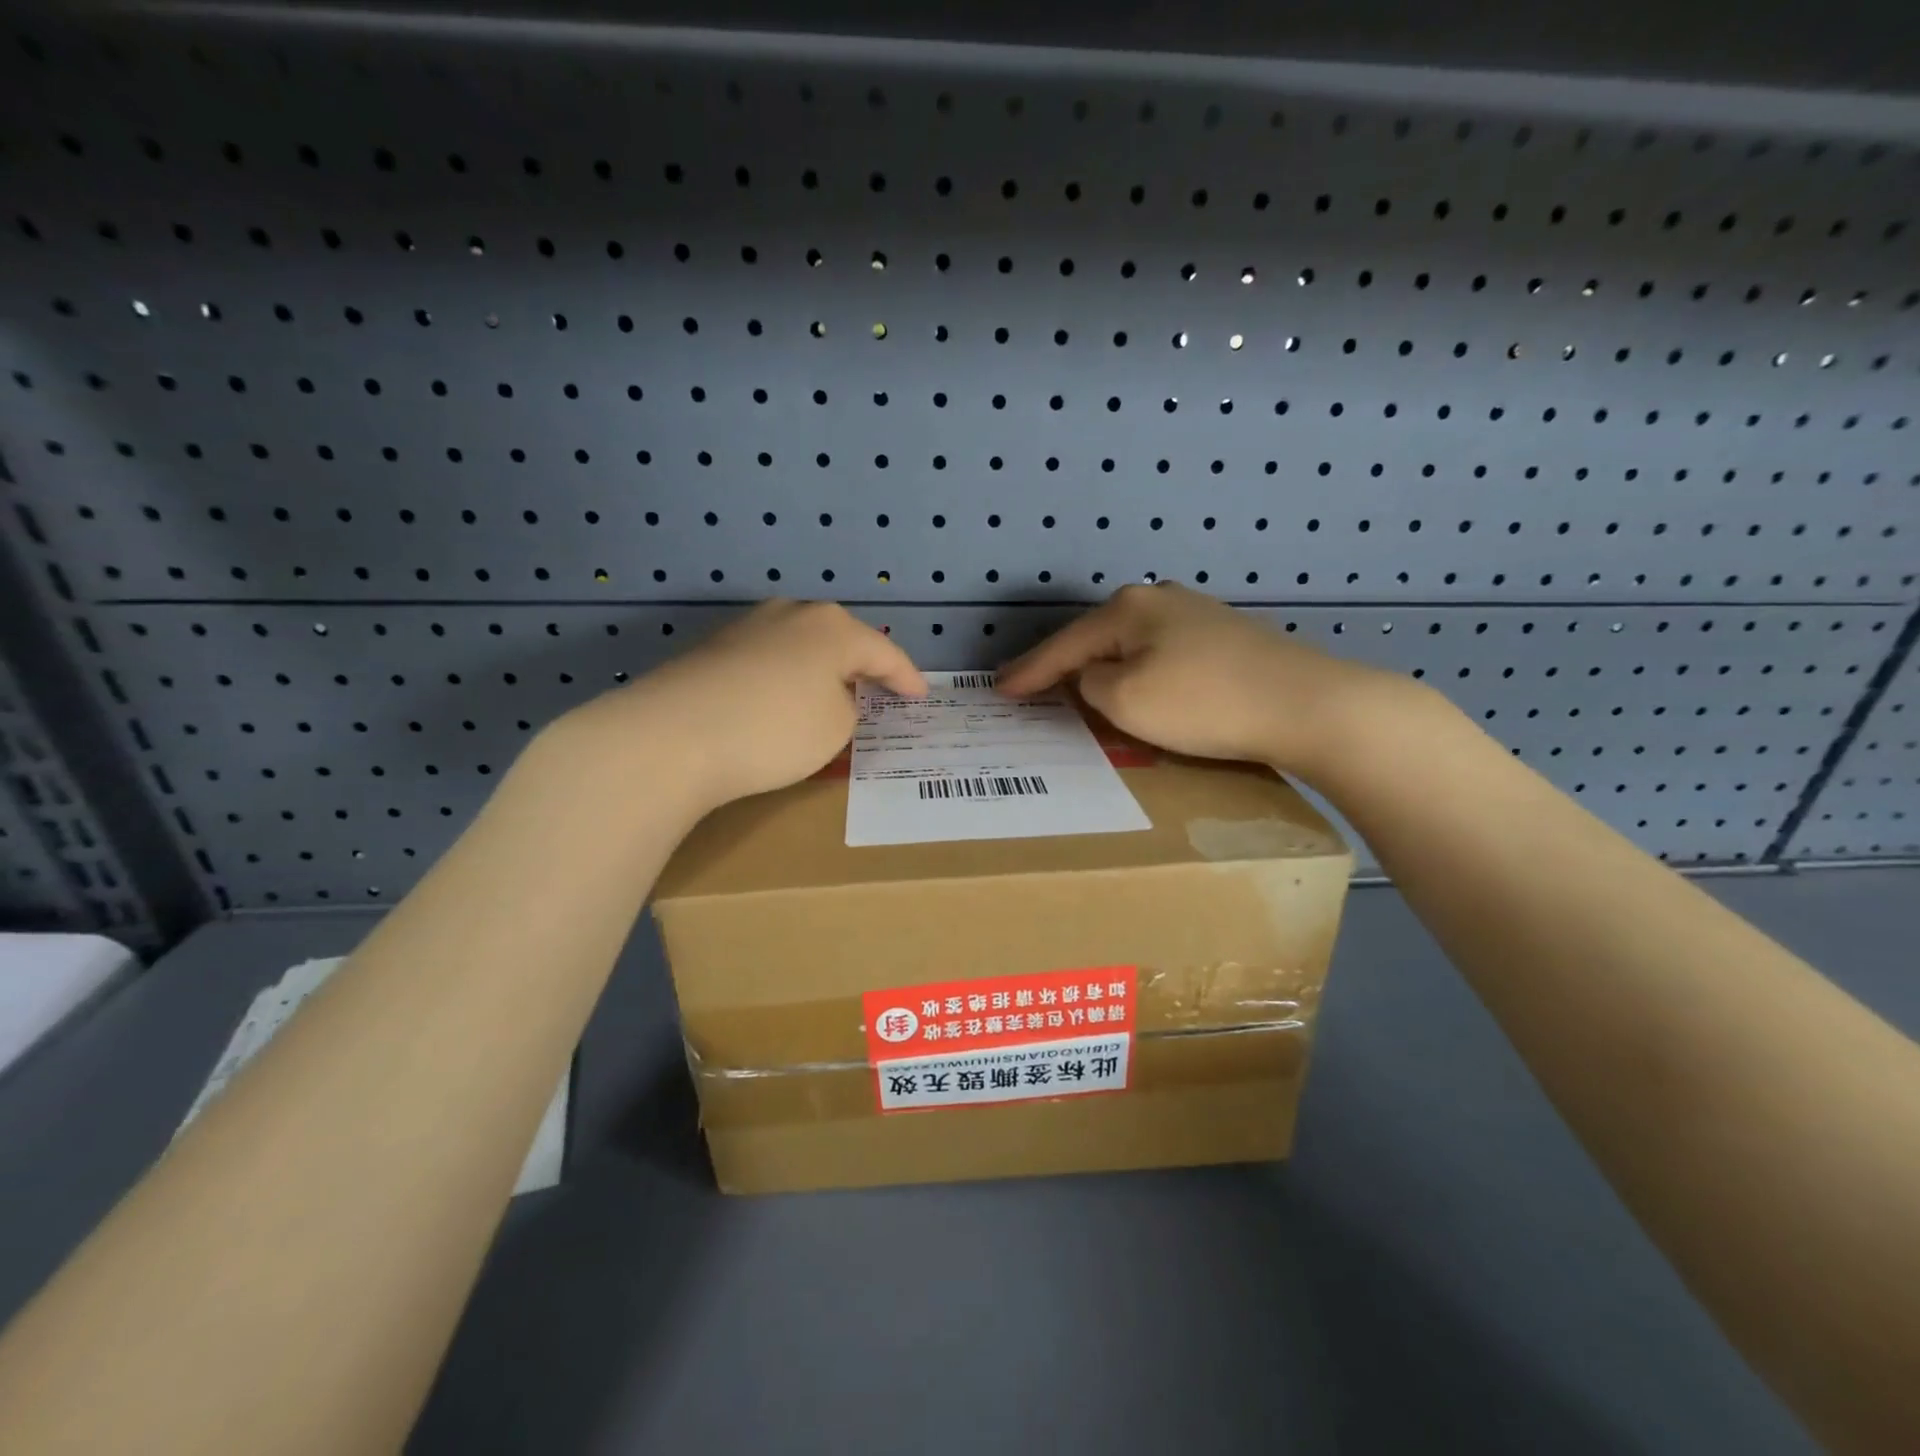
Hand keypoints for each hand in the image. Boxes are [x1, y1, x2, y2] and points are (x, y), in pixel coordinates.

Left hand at [556, 600, 925, 812]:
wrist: (669, 737)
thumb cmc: (774, 730)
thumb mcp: (836, 728)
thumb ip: (848, 707)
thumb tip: (828, 696)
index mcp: (833, 627)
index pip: (884, 652)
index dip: (906, 678)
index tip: (920, 697)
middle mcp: (792, 614)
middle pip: (840, 640)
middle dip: (861, 666)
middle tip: (879, 691)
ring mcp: (747, 627)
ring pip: (800, 647)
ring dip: (819, 671)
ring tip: (830, 696)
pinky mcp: (713, 649)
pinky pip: (768, 661)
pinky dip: (784, 679)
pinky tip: (780, 701)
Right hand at [995, 582, 1401, 776]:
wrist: (1307, 705)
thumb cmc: (1203, 703)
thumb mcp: (1126, 700)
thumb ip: (1091, 685)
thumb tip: (1096, 678)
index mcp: (1129, 609)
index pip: (1064, 645)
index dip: (1029, 671)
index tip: (998, 688)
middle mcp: (1162, 599)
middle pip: (1098, 638)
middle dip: (1066, 665)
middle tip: (1034, 689)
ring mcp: (1199, 615)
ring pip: (1133, 647)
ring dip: (1106, 671)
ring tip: (1081, 692)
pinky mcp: (1229, 638)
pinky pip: (1164, 657)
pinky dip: (1142, 675)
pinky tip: (1142, 688)